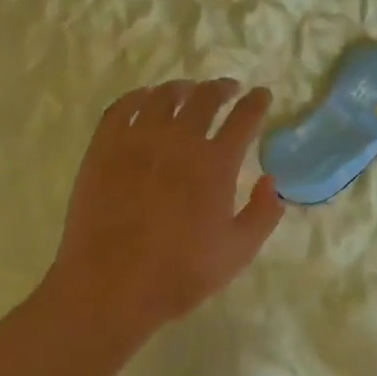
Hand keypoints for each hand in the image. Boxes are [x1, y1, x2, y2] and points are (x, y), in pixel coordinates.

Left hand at [47, 79, 284, 340]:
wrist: (108, 287)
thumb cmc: (178, 274)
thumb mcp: (237, 253)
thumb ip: (262, 214)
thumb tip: (271, 181)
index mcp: (216, 163)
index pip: (244, 117)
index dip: (257, 102)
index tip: (262, 95)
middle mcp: (180, 140)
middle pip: (206, 97)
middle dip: (222, 88)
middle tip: (228, 90)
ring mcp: (138, 139)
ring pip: (164, 96)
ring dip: (182, 88)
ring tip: (188, 91)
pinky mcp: (104, 147)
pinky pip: (122, 107)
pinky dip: (138, 96)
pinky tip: (144, 99)